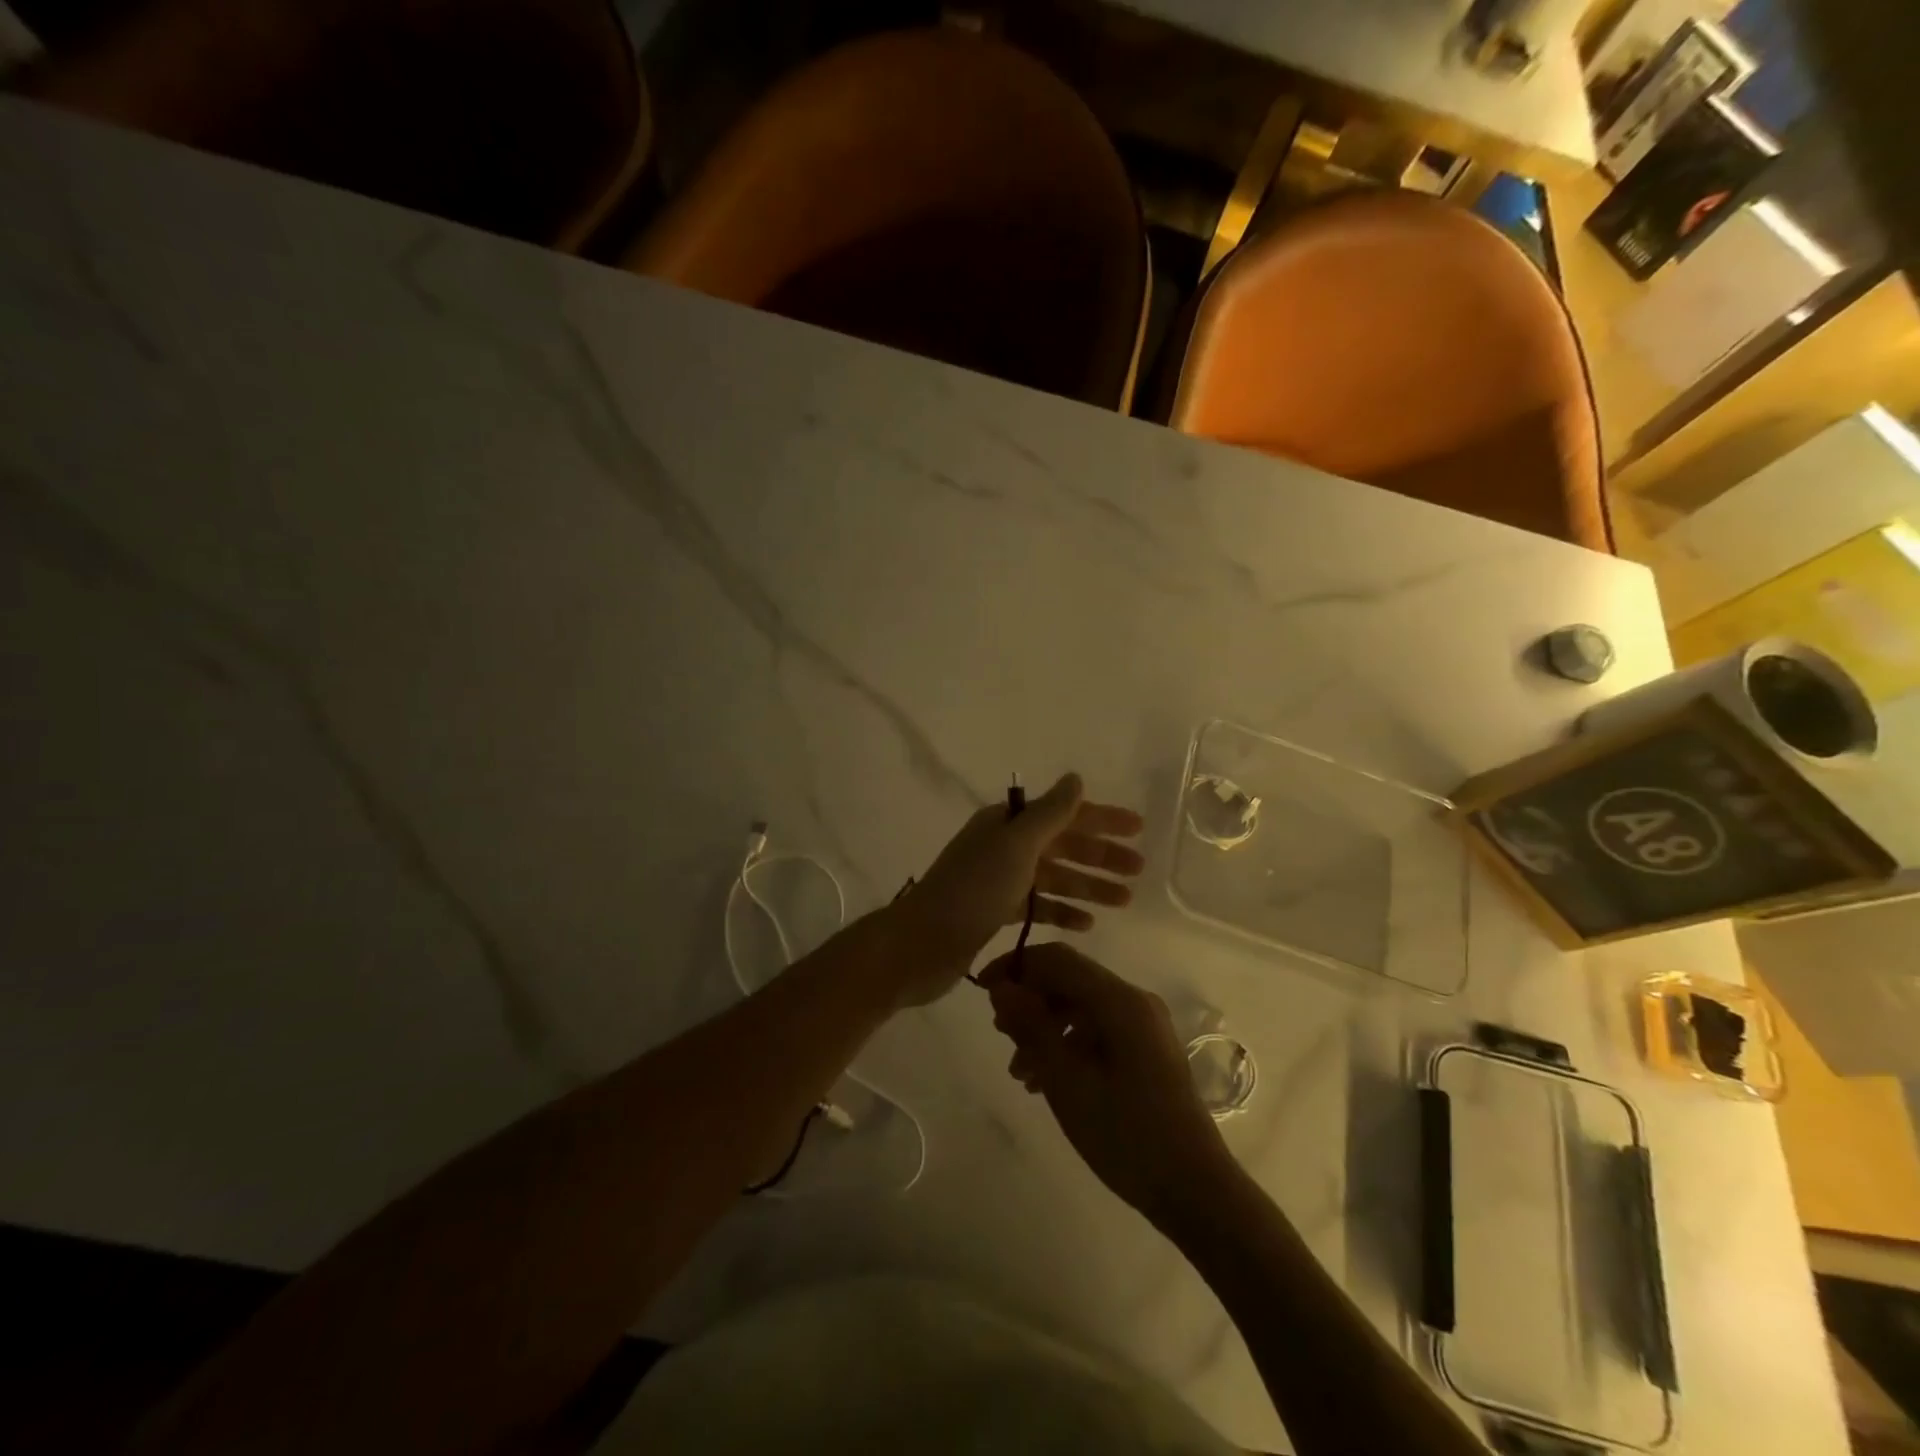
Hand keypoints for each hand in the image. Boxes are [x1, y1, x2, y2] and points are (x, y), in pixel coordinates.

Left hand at [892, 773, 1144, 1005]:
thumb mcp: (1016, 846)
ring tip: (1124, 900)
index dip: (1101, 819)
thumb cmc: (973, 890)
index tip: (1138, 829)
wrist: (921, 945)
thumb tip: (1075, 778)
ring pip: (1053, 878)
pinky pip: (1038, 906)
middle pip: (1061, 845)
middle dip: (1100, 856)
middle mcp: (1002, 847)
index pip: (1063, 814)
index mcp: (1006, 824)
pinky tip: (1087, 925)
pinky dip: (1062, 911)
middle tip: (1139, 871)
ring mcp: (998, 881)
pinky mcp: (994, 913)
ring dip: (1088, 886)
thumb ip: (1050, 813)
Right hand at [982, 943, 1234, 1225]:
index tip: (983, 991)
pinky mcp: (1146, 1050)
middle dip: (1030, 1001)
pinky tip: (1045, 1081)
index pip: (1058, 959)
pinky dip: (1066, 1045)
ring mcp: (1144, 1026)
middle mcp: (1134, 1002)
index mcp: (1120, 1000)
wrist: (1194, 1190)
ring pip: (1080, 1008)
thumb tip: (1002, 988)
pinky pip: (1097, 1031)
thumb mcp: (1067, 1081)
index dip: (1016, 966)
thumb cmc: (1126, 1135)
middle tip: (1000, 1035)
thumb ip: (1031, 1028)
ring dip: (1044, 1028)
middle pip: (1070, 981)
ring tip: (1019, 1071)